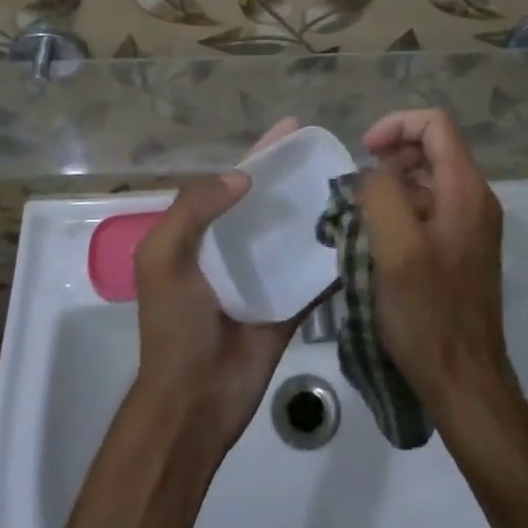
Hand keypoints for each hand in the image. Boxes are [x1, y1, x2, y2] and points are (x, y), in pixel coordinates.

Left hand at [133, 119, 323, 452]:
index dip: (261, 153)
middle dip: (296, 176)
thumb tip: (244, 176)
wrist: (195, 400)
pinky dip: (333, 256)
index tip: (294, 127)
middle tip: (334, 154)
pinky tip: (363, 234)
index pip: (234, 180)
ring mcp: (264, 276)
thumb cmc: (174, 325)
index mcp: (202, 232)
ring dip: (319, 211)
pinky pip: (315, 274)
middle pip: (269, 201)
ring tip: (356, 186)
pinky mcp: (290, 304)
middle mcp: (235, 247)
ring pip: (295, 233)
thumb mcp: (164, 256)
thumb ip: (193, 209)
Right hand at [358, 109, 512, 420]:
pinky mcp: (460, 250)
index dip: (395, 126)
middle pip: (431, 149)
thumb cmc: (427, 313)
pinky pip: (428, 211)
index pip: (434, 124)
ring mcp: (470, 226)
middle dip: (388, 158)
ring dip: (389, 187)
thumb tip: (370, 173)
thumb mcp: (395, 247)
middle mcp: (475, 200)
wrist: (463, 381)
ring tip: (358, 217)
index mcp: (466, 190)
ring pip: (426, 181)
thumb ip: (380, 192)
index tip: (363, 152)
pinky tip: (374, 242)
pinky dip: (399, 212)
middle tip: (356, 190)